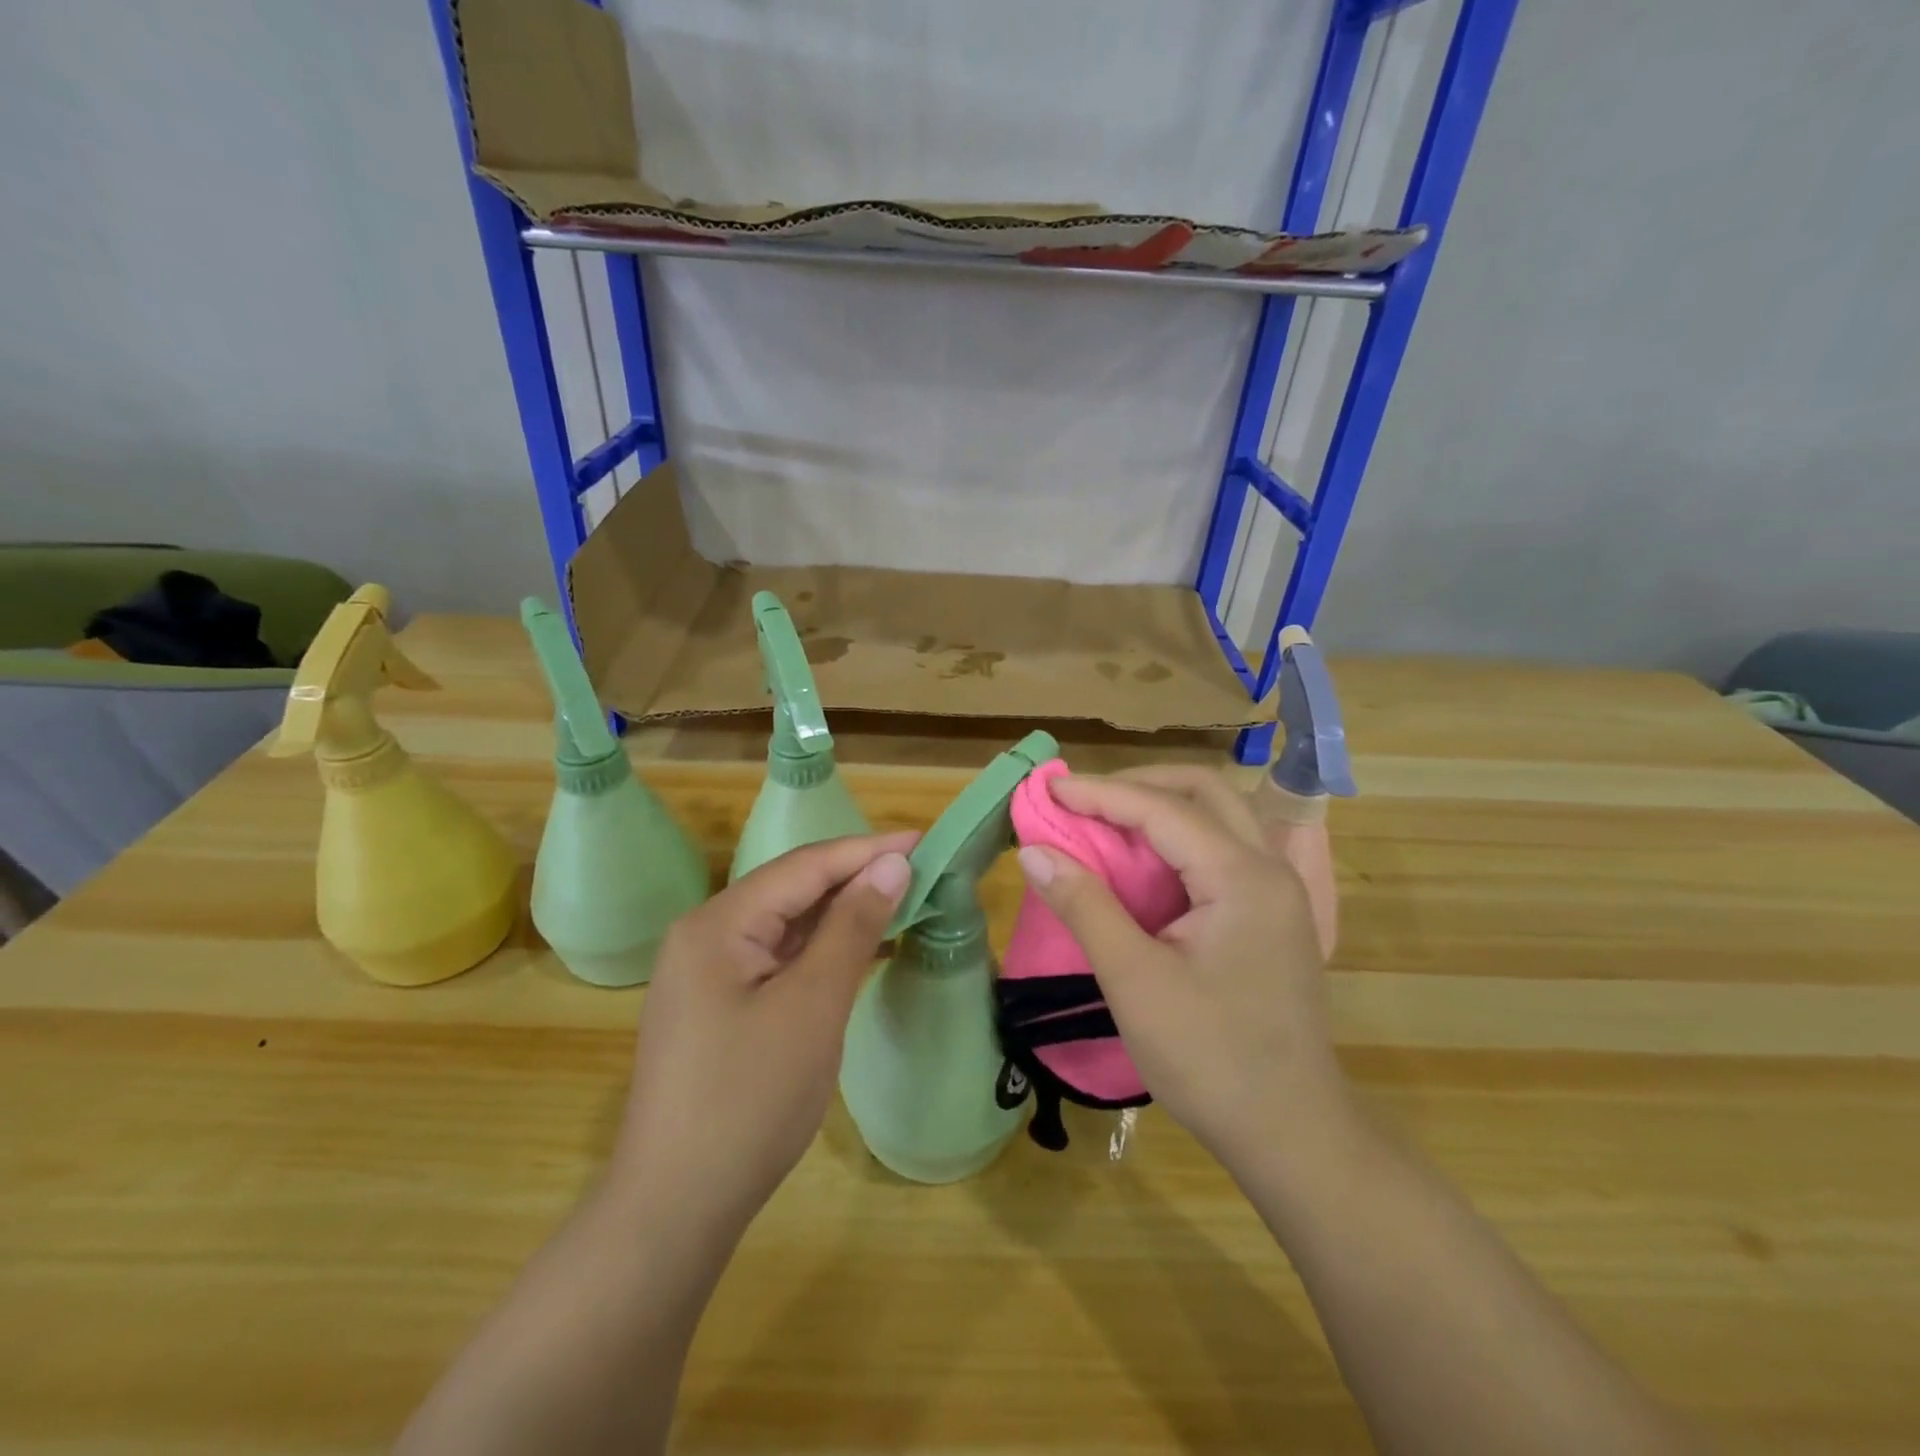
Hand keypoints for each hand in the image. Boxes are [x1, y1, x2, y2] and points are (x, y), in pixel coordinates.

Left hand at [610, 833, 916, 1239]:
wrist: (676, 1208)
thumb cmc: (750, 1098)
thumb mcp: (813, 1005)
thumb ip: (852, 926)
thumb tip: (892, 865)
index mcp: (718, 923)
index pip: (804, 866)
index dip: (866, 850)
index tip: (923, 841)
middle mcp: (705, 935)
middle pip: (792, 889)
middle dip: (855, 878)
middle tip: (919, 871)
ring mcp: (706, 973)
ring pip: (785, 925)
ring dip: (840, 914)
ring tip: (900, 902)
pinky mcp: (717, 1006)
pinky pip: (776, 959)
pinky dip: (820, 951)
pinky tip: (857, 950)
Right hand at [1015, 772, 1348, 1170]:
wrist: (1293, 1135)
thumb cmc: (1211, 1060)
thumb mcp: (1135, 982)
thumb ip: (1085, 906)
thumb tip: (1034, 851)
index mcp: (1243, 878)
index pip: (1163, 809)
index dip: (1100, 794)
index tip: (1049, 787)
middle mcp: (1268, 869)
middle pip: (1203, 792)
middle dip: (1138, 785)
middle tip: (1082, 799)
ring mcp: (1277, 892)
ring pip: (1217, 817)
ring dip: (1159, 808)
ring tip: (1104, 821)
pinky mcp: (1271, 916)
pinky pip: (1221, 850)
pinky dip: (1176, 840)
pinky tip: (1142, 862)